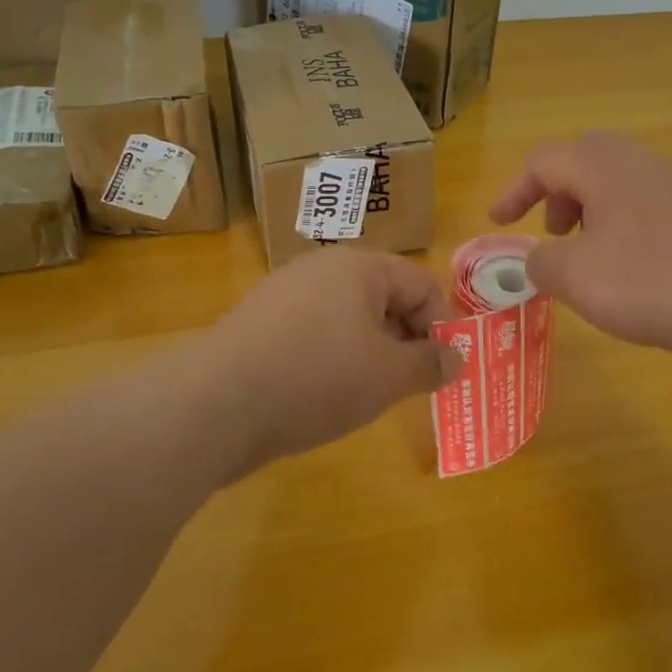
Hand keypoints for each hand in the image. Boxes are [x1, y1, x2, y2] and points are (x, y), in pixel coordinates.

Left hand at [208, 248, 462, 471]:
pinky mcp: (260, 321)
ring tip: (369, 393)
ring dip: (371, 351)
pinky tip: (324, 393)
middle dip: (405, 339)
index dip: (442, 325)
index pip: (422, 284)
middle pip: (385, 297)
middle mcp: (322, 267)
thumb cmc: (317, 379)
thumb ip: (430, 364)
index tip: (444, 369)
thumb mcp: (388, 376)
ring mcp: (286, 292)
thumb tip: (456, 357)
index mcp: (360, 267)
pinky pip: (315, 331)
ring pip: (349, 317)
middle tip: (411, 384)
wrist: (216, 405)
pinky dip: (332, 357)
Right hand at [490, 132, 671, 368]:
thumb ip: (540, 262)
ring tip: (587, 254)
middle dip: (556, 193)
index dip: (513, 190)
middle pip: (583, 160)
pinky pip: (646, 203)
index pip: (543, 161)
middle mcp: (640, 162)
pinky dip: (622, 223)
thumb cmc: (652, 282)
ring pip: (617, 181)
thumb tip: (537, 259)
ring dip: (590, 209)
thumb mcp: (576, 277)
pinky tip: (631, 267)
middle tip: (551, 231)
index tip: (498, 222)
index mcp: (602, 166)